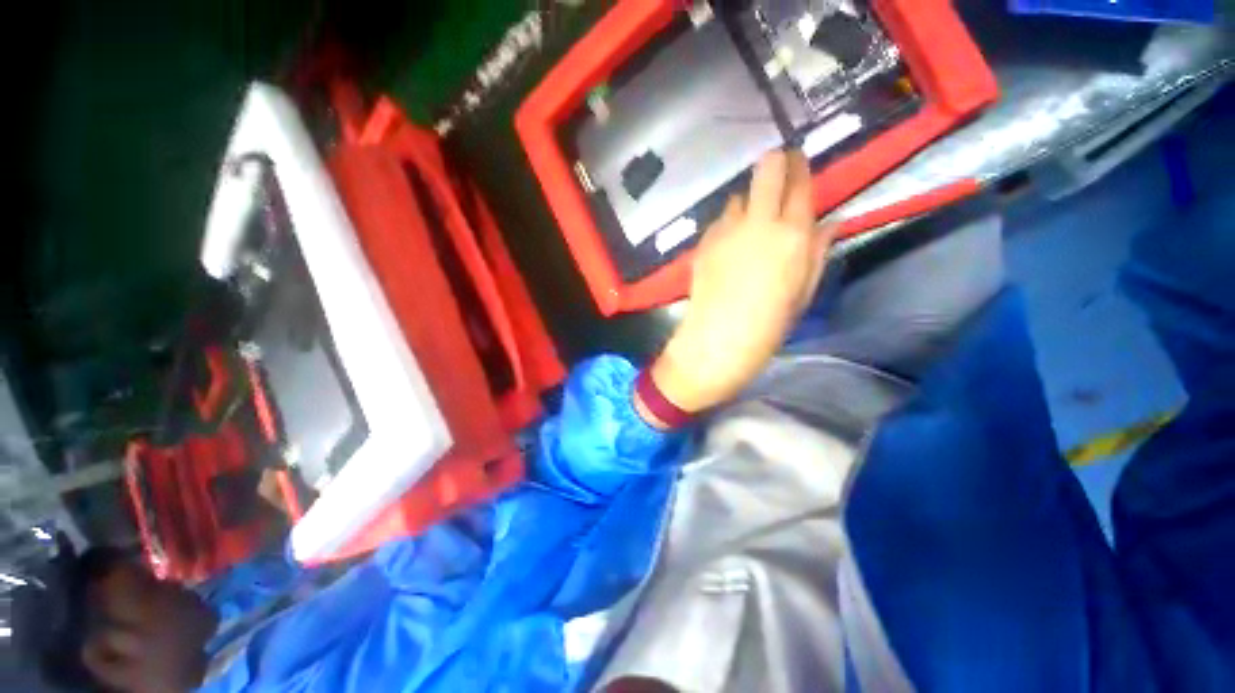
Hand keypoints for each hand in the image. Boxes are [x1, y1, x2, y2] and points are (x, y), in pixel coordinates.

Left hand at [641, 150, 832, 421]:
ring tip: (749, 230)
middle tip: (778, 179)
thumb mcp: (803, 293)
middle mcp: (758, 223)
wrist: (715, 341)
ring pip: (739, 196)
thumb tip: (830, 222)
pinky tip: (728, 251)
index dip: (801, 167)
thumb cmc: (767, 326)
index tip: (800, 164)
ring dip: (748, 205)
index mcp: (792, 235)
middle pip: (767, 167)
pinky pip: (720, 222)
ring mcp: (726, 230)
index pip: (800, 183)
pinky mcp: (704, 242)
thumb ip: (817, 252)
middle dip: (776, 165)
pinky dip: (728, 228)